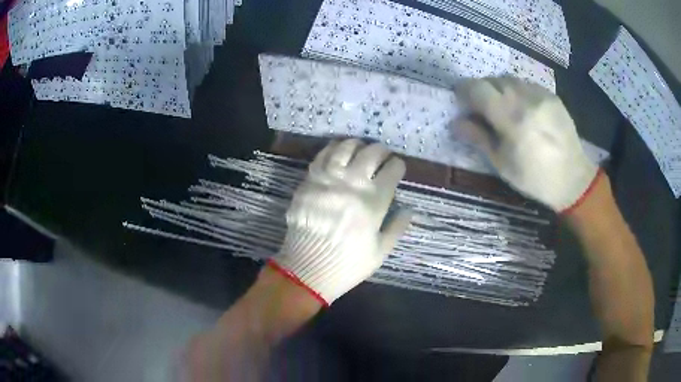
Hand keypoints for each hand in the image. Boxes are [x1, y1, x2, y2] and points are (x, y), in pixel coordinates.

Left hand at [269, 139, 411, 304]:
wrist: (307, 269)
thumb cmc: (348, 264)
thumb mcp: (381, 252)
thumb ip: (397, 228)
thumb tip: (409, 209)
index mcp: (374, 201)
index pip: (392, 170)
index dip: (398, 165)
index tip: (397, 167)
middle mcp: (352, 184)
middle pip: (371, 153)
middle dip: (381, 150)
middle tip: (382, 155)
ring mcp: (328, 180)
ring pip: (345, 148)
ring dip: (356, 145)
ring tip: (360, 148)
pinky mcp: (309, 181)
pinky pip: (322, 156)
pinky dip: (332, 149)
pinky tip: (337, 152)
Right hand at [455, 76, 599, 211]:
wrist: (573, 179)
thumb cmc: (534, 178)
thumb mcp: (502, 164)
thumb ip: (478, 138)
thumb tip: (456, 122)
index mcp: (510, 117)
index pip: (477, 88)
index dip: (464, 91)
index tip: (461, 101)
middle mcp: (524, 98)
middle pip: (492, 80)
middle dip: (482, 90)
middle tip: (482, 108)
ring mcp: (540, 94)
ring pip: (510, 79)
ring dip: (500, 89)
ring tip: (504, 107)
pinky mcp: (551, 95)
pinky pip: (526, 84)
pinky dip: (517, 91)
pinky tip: (523, 108)